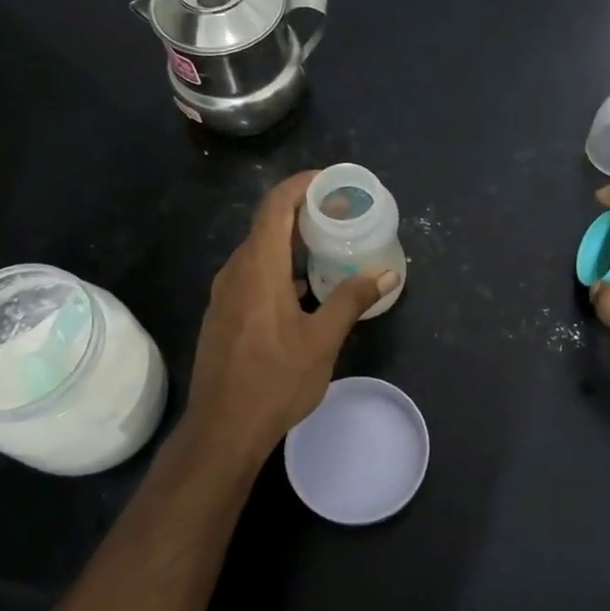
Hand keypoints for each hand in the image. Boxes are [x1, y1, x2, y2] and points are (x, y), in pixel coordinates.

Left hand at [185, 170, 393, 463]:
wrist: (222, 429)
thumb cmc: (275, 381)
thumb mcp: (322, 341)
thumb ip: (351, 301)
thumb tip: (386, 274)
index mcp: (258, 268)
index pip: (276, 206)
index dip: (301, 185)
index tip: (331, 181)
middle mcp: (235, 272)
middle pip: (266, 225)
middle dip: (303, 212)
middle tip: (341, 214)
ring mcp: (224, 294)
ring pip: (258, 251)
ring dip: (291, 242)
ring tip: (328, 247)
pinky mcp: (223, 314)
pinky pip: (251, 274)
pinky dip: (278, 267)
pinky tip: (303, 288)